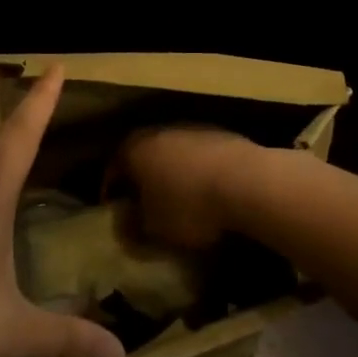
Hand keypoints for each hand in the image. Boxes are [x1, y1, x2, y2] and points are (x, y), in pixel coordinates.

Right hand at [109, 126, 264, 251]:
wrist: (246, 181)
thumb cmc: (189, 206)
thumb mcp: (154, 228)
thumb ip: (132, 227)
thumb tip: (125, 224)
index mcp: (134, 148)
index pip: (113, 168)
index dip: (111, 191)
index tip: (114, 210)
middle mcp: (159, 130)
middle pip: (143, 154)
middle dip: (142, 178)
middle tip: (143, 203)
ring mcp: (192, 128)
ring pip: (172, 152)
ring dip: (172, 172)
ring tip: (178, 199)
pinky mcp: (221, 133)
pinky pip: (199, 155)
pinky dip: (197, 170)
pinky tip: (206, 191)